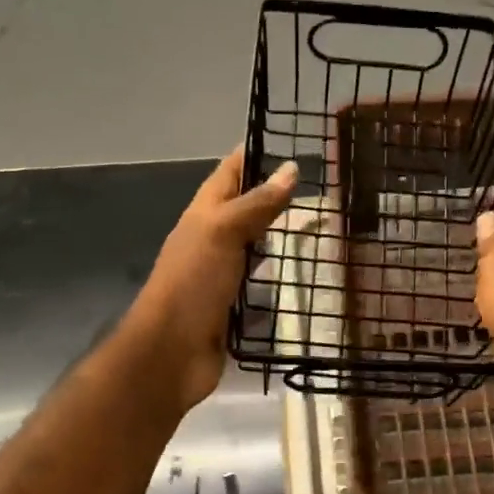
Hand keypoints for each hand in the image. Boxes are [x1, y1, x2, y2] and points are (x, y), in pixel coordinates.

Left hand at [122, 147, 298, 412]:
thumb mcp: (224, 233)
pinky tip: (306, 278)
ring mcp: (221, 277)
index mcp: (204, 215)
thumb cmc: (193, 284)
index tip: (291, 140)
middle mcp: (211, 241)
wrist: (171, 353)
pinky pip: (260, 287)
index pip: (230, 173)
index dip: (254, 154)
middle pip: (244, 211)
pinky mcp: (233, 309)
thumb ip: (257, 204)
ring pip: (254, 249)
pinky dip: (279, 280)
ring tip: (321, 229)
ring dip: (280, 239)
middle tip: (321, 189)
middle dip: (275, 198)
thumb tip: (291, 169)